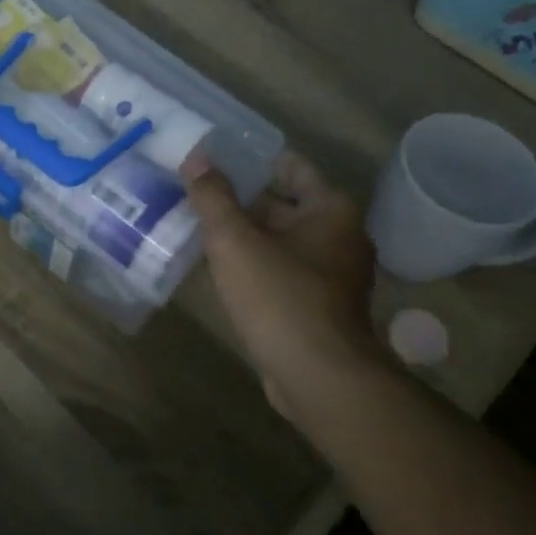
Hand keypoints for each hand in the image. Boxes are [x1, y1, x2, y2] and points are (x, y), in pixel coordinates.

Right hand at [184, 152, 377, 419]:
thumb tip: (196, 157)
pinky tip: (220, 269)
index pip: (289, 165)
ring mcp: (333, 273)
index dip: (250, 159)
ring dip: (245, 235)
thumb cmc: (280, 297)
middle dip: (240, 199)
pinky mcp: (320, 305)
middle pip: (283, 203)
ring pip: (281, 239)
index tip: (212, 159)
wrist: (318, 377)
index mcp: (330, 209)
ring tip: (199, 227)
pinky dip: (256, 264)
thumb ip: (213, 197)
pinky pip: (283, 270)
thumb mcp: (235, 241)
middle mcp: (340, 234)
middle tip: (195, 193)